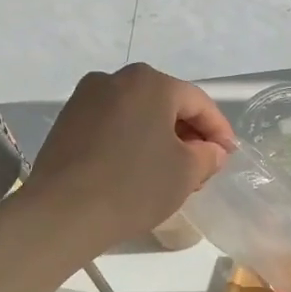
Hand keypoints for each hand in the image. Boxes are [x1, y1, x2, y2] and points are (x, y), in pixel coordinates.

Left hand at [25, 64, 236, 249]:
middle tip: (202, 165)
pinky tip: (136, 169)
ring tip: (170, 171)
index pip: (197, 102)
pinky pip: (112, 125)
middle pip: (165, 103)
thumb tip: (210, 150)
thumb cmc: (134, 186)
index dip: (218, 130)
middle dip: (187, 133)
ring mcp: (85, 98)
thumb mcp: (185, 173)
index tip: (228, 155)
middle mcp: (114, 79)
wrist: (63, 212)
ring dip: (158, 137)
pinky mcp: (66, 121)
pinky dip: (131, 141)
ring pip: (137, 114)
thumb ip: (207, 155)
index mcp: (150, 82)